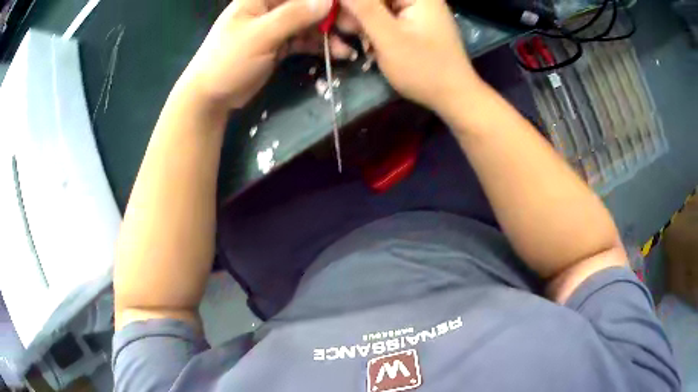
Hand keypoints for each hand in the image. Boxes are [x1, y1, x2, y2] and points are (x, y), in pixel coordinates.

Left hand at [176, 0, 333, 108]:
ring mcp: (276, 26)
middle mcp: (270, 7)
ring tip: (347, 47)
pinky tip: (337, 53)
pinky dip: (320, 45)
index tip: (348, 7)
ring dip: (330, 33)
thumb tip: (327, 0)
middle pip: (308, 4)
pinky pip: (305, 39)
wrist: (210, 97)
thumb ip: (292, 16)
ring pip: (310, 22)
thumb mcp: (259, 37)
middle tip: (353, 29)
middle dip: (331, 14)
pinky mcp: (280, 44)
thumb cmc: (227, 62)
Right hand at [340, 0, 481, 115]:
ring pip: (376, 7)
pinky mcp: (415, 21)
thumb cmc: (423, 69)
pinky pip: (386, 17)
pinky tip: (375, 45)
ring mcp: (417, 9)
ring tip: (368, 45)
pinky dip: (376, 29)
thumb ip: (364, 8)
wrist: (453, 96)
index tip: (344, 22)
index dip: (352, 3)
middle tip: (356, 35)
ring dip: (365, 23)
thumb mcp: (388, 37)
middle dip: (358, 14)